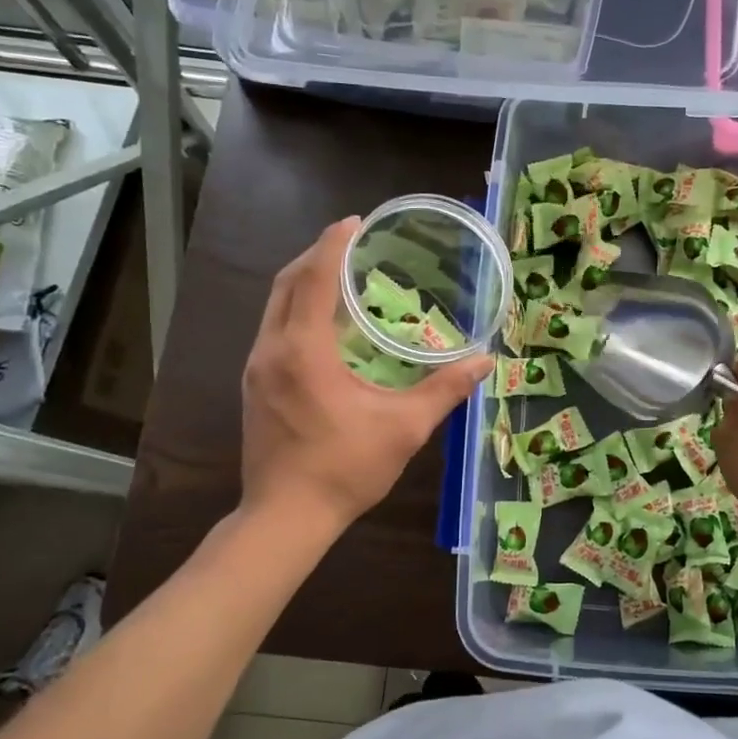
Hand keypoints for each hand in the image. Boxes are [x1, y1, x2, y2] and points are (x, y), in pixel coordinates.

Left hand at [241, 218, 491, 529]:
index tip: (354, 221)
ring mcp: (256, 368)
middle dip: (316, 256)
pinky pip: (273, 329)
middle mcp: (271, 350)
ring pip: (274, 306)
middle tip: (350, 242)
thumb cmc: (346, 469)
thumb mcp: (404, 428)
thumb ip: (445, 390)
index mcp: (304, 351)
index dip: (334, 245)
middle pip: (286, 283)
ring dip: (303, 282)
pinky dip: (296, 309)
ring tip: (339, 274)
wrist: (285, 517)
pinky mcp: (253, 385)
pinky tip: (323, 324)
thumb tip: (484, 362)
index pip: (315, 279)